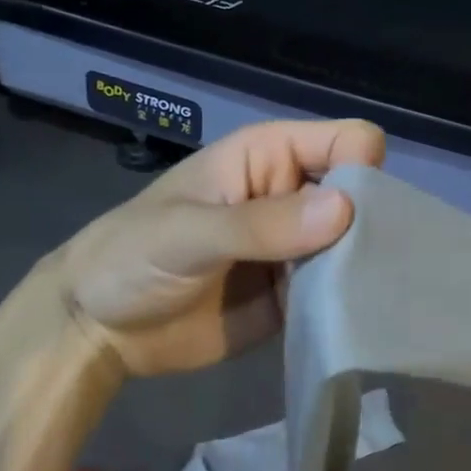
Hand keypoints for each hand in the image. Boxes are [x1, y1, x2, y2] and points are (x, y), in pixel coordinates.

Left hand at [54, 119, 385, 375]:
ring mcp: (299, 247)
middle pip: (364, 195)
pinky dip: (350, 304)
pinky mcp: (297, 295)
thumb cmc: (131, 256)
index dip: (362, 170)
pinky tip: (358, 322)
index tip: (357, 219)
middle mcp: (295, 195)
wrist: (96, 329)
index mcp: (272, 157)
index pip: (347, 141)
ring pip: (359, 245)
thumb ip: (261, 223)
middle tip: (371, 270)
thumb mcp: (188, 232)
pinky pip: (339, 292)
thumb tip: (346, 209)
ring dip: (366, 269)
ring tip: (373, 301)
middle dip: (373, 226)